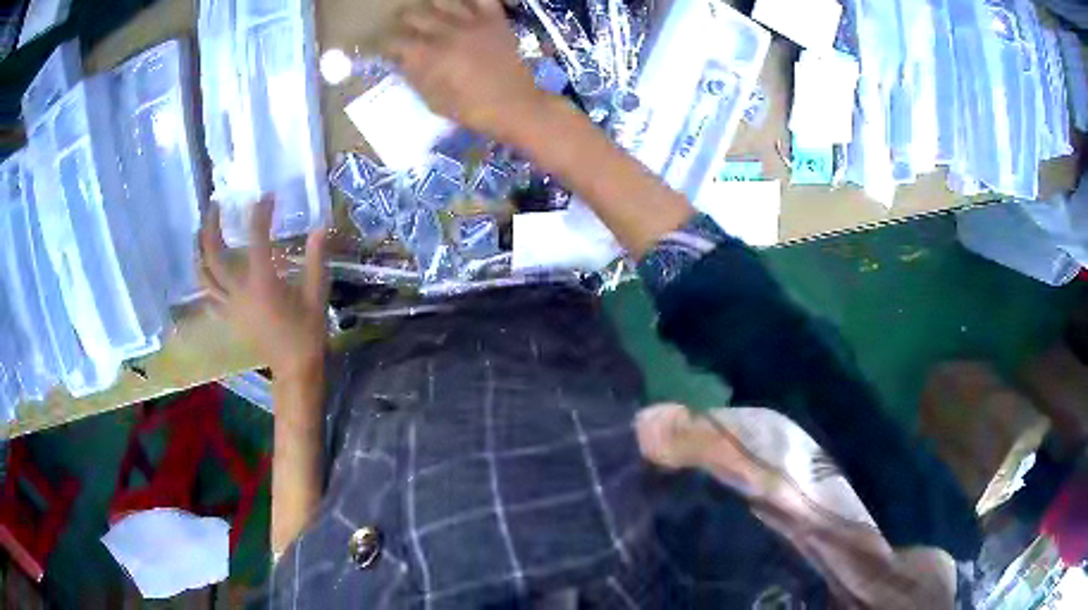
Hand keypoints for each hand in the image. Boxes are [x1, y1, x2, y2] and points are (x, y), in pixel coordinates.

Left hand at [199, 196, 328, 379]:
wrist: (294, 368)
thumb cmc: (307, 331)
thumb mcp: (316, 294)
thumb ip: (316, 260)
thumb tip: (320, 227)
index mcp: (262, 283)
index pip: (256, 238)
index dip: (261, 213)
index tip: (267, 196)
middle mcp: (240, 292)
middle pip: (214, 255)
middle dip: (211, 227)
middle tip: (215, 205)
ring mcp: (230, 305)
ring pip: (204, 275)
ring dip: (200, 250)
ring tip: (201, 230)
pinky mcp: (229, 316)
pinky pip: (209, 295)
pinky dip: (205, 279)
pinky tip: (206, 269)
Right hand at [382, 0, 546, 140]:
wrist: (514, 105)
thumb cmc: (472, 109)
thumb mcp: (433, 100)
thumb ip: (415, 77)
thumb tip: (402, 61)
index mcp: (428, 55)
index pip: (395, 42)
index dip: (384, 44)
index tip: (383, 46)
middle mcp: (446, 33)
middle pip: (415, 15)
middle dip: (403, 20)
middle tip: (402, 24)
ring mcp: (472, 23)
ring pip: (444, 1)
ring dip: (430, 5)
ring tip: (428, 9)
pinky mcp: (494, 20)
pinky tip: (463, 2)